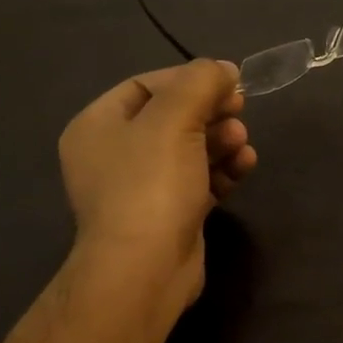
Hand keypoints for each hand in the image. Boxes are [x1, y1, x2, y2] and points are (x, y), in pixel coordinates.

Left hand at [58, 58, 257, 317]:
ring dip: (222, 140)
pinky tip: (244, 167)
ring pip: (190, 147)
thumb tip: (224, 70)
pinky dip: (222, 169)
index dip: (189, 79)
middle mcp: (113, 154)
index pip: (147, 84)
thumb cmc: (150, 184)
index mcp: (98, 125)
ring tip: (242, 145)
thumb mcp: (175, 117)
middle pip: (173, 115)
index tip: (228, 81)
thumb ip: (201, 81)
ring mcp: (140, 187)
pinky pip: (199, 178)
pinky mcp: (168, 214)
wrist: (144, 272)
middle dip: (211, 112)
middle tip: (240, 110)